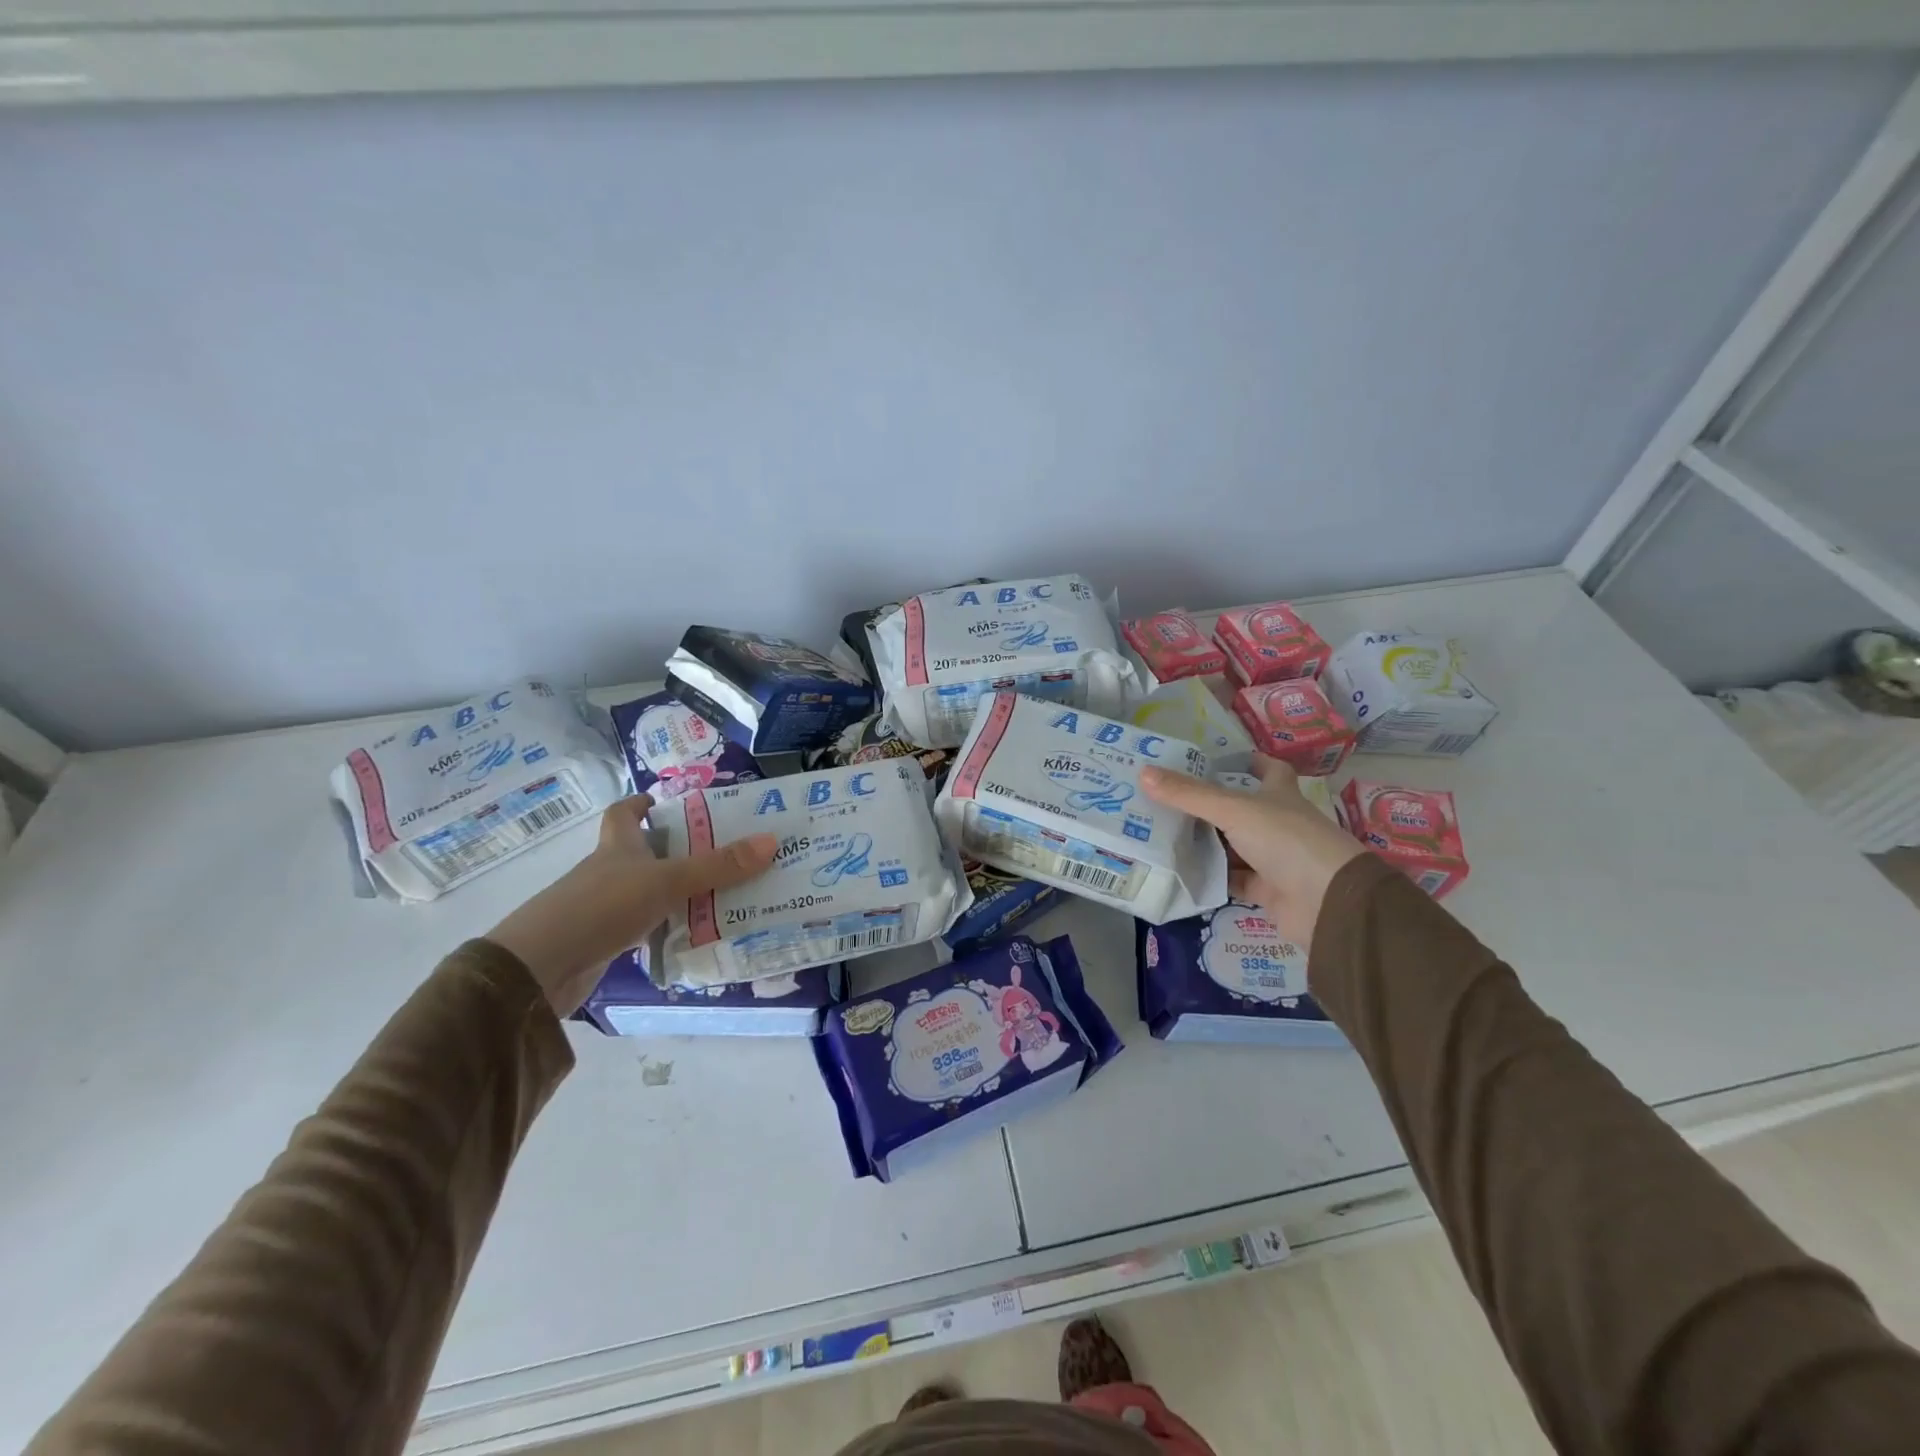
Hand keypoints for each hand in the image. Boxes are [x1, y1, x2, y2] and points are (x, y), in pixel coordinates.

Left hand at [487, 795, 777, 1016]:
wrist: (541, 969)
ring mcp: (603, 907)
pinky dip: (665, 926)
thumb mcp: (668, 881)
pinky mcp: (603, 941)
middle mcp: (608, 871)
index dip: (643, 805)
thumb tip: (771, 841)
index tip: (668, 803)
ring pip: (645, 890)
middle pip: (640, 852)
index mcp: (617, 846)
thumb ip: (718, 866)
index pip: (624, 813)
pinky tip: (692, 934)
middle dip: (675, 849)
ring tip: (720, 892)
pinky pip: (643, 926)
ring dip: (675, 890)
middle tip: (719, 850)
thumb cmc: (602, 907)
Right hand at [1141, 757, 1363, 950]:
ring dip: (1204, 843)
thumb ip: (1188, 795)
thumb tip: (1143, 772)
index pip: (1268, 770)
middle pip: (1239, 809)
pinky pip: (1230, 879)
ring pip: (1232, 846)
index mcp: (1279, 796)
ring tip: (1161, 833)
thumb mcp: (1234, 810)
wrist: (1327, 904)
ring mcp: (1273, 859)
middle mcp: (1278, 824)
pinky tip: (1179, 871)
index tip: (1214, 760)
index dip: (1247, 762)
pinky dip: (1210, 876)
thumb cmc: (1286, 841)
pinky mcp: (1266, 891)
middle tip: (1164, 798)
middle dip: (1206, 805)